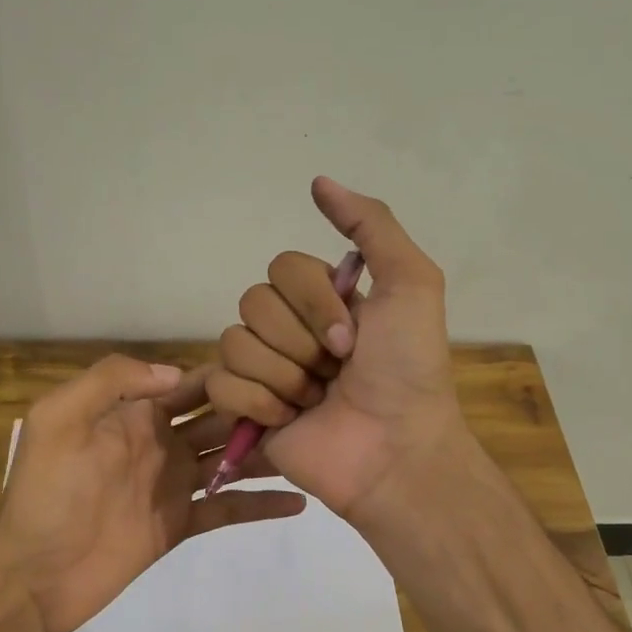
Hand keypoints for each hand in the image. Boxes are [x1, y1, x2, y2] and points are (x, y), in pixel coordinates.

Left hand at [0, 355, 305, 631]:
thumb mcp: (59, 420)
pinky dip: (261, 505)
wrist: (32, 574)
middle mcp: (160, 443)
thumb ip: (111, 382)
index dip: (229, 375)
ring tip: (313, 443)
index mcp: (134, 415)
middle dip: (258, 409)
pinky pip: (227, 509)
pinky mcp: (179, 525)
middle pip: (218, 419)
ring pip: (230, 460)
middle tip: (309, 404)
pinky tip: (300, 501)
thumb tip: (177, 374)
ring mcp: (172, 486)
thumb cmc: (45, 494)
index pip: (190, 384)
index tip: (276, 367)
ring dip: (265, 452)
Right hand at [206, 177, 469, 519]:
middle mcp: (290, 329)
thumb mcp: (410, 284)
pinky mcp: (245, 410)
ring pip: (234, 341)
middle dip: (299, 341)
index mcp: (323, 300)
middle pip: (253, 302)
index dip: (313, 301)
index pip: (282, 267)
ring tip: (315, 399)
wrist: (394, 450)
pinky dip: (258, 402)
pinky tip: (289, 419)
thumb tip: (317, 181)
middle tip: (335, 370)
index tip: (352, 338)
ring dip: (283, 374)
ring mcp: (265, 370)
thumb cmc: (408, 370)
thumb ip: (371, 226)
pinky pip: (221, 383)